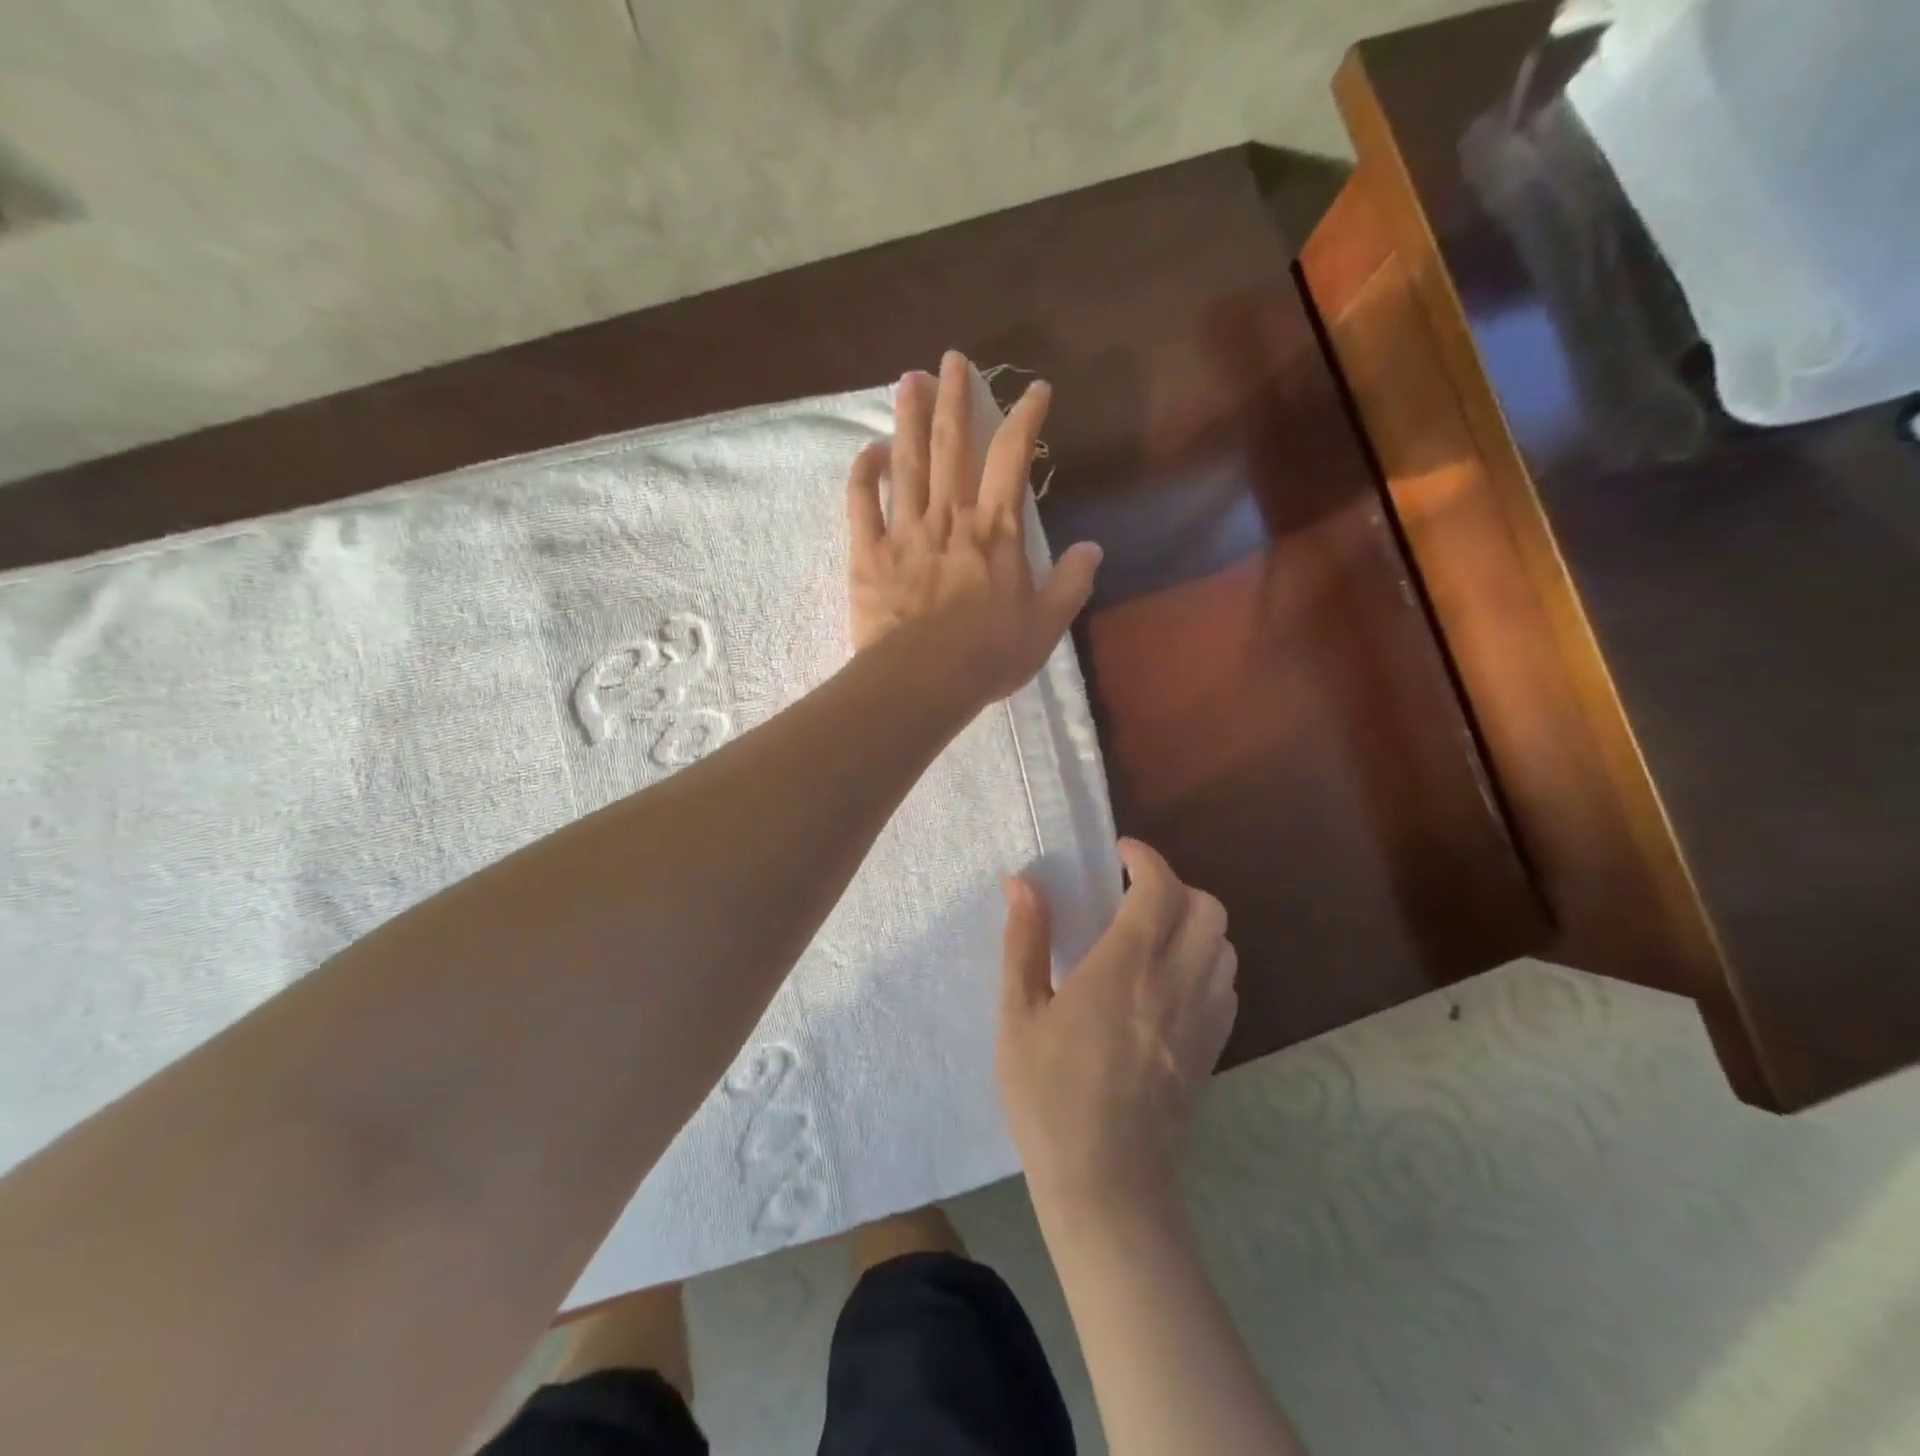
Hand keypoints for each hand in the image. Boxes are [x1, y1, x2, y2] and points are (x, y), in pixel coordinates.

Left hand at [847, 350, 1101, 701]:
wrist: (921, 682)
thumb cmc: (987, 656)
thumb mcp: (1044, 626)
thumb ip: (1070, 584)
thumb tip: (1092, 548)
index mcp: (995, 532)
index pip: (1012, 459)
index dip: (1025, 418)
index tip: (1035, 389)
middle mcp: (949, 518)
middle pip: (951, 445)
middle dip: (954, 398)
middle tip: (951, 359)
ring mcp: (904, 531)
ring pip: (905, 462)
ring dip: (907, 418)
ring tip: (907, 380)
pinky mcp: (868, 553)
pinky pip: (861, 504)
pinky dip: (863, 474)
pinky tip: (868, 451)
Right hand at [996, 840, 1237, 1216]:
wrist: (1106, 1184)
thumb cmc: (1049, 1096)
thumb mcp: (1019, 1015)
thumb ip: (1024, 942)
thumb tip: (1022, 884)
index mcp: (1124, 969)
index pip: (1158, 889)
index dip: (1145, 858)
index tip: (1120, 852)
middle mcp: (1175, 983)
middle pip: (1207, 907)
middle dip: (1174, 885)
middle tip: (1134, 893)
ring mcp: (1201, 1018)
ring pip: (1224, 944)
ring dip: (1195, 922)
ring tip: (1154, 931)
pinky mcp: (1212, 1048)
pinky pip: (1226, 983)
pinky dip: (1207, 961)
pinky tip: (1170, 978)